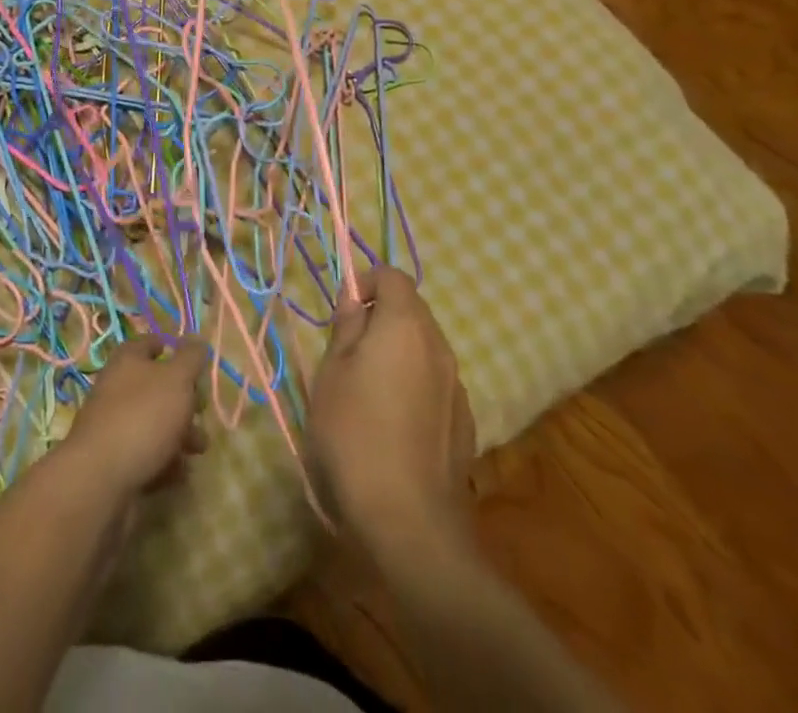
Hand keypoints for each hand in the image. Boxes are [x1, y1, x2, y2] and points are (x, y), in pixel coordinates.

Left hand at [60, 337, 209, 502]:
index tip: (194, 363)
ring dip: (179, 435)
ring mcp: (113, 425)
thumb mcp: (176, 380)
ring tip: (198, 451)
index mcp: (127, 360)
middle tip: (202, 414)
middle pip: (155, 386)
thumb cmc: (143, 417)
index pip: (150, 343)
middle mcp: (117, 387)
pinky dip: (164, 461)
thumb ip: (190, 359)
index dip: (172, 348)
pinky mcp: (114, 459)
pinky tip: (180, 473)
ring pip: (153, 423)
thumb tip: (197, 340)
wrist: (100, 478)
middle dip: (183, 400)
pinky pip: (145, 454)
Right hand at [308, 267, 474, 555]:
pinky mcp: (465, 422)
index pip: (393, 276)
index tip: (343, 313)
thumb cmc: (355, 434)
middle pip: (412, 309)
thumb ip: (346, 328)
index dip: (366, 282)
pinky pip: (436, 381)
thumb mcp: (332, 373)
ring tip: (368, 389)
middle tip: (349, 350)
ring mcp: (457, 386)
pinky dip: (415, 382)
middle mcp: (439, 346)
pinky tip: (394, 422)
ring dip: (399, 351)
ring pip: (425, 346)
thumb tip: (354, 298)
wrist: (410, 521)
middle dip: (382, 316)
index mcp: (405, 325)